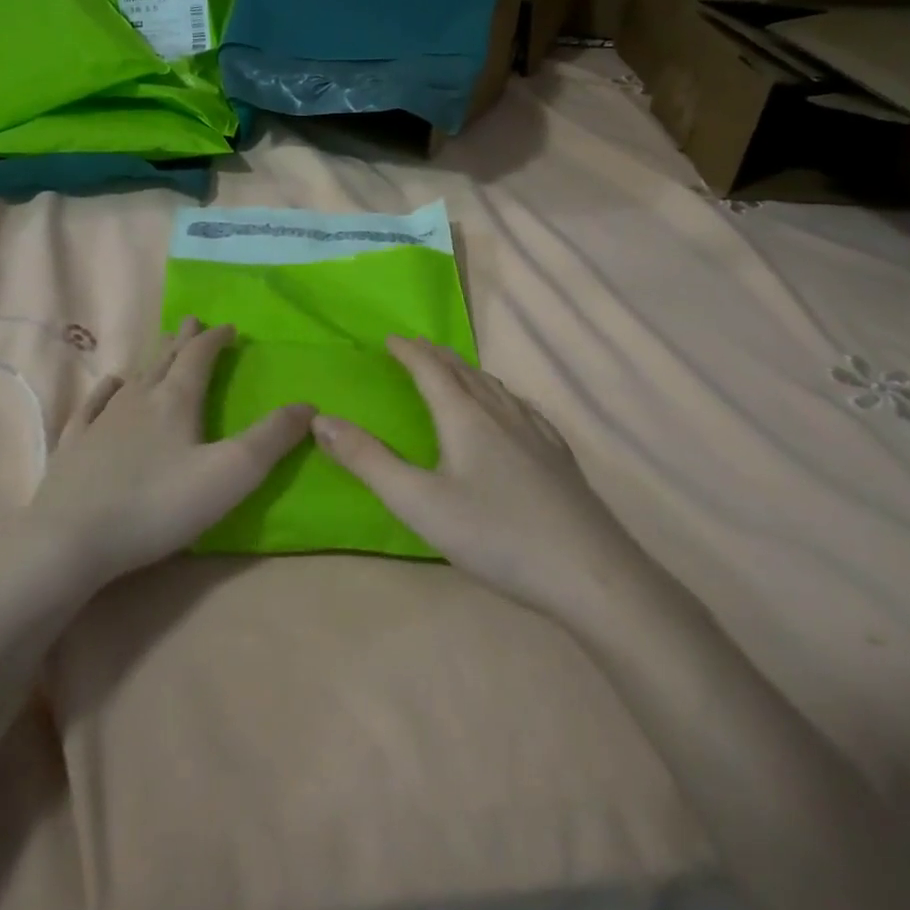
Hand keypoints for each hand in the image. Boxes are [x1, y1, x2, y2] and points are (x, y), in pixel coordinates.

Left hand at [23, 318, 313, 588]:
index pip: (199, 356)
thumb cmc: (159, 505)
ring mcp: (101, 421)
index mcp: (175, 401)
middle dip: (183, 340)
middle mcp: (138, 400)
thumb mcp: (231, 474)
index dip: (215, 339)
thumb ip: (272, 439)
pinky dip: (107, 390)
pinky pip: (94, 405)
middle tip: (192, 322)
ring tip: (161, 349)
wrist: (71, 539)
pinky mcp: (75, 445)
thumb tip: (308, 405)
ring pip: (133, 379)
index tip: (228, 327)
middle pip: (165, 359)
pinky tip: (110, 385)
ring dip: (152, 360)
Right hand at [311, 336, 640, 614]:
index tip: (391, 338)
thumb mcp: (418, 502)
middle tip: (417, 347)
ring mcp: (537, 433)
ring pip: (497, 388)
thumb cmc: (494, 535)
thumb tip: (322, 420)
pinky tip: (510, 412)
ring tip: (456, 372)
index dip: (409, 352)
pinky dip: (501, 396)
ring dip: (469, 373)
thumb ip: (367, 461)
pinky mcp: (558, 456)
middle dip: (437, 356)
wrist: (587, 571)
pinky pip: (522, 408)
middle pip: (466, 373)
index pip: (432, 370)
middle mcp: (503, 414)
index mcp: (466, 418)